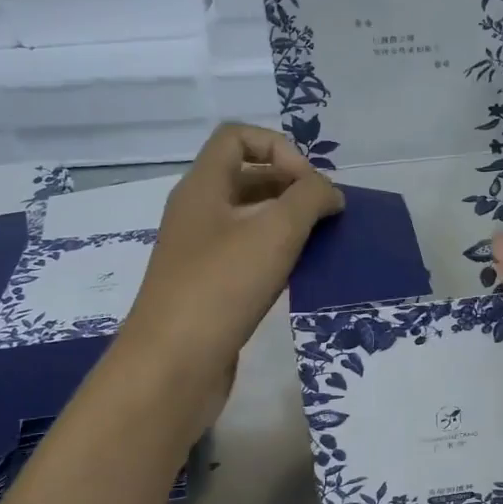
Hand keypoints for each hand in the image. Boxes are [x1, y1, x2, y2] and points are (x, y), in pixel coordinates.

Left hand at [118, 124, 342, 427]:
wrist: (172, 367)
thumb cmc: (220, 288)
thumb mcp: (274, 232)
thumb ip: (309, 199)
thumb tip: (330, 193)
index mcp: (202, 188)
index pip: (237, 137)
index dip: (279, 148)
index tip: (308, 186)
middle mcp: (197, 213)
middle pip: (247, 176)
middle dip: (291, 186)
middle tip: (325, 215)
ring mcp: (200, 253)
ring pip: (250, 218)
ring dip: (288, 222)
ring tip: (321, 243)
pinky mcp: (209, 288)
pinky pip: (248, 255)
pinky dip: (277, 255)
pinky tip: (300, 274)